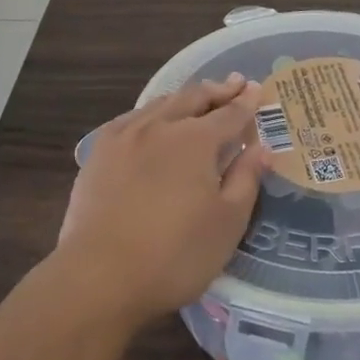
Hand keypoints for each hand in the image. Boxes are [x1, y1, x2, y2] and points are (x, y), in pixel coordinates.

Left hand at [53, 73, 270, 327]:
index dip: (246, 102)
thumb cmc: (175, 255)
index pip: (229, 114)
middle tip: (234, 84)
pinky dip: (151, 112)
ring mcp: (125, 136)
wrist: (99, 276)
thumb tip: (261, 147)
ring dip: (185, 97)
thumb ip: (246, 179)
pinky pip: (131, 118)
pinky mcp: (99, 153)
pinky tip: (150, 121)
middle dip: (217, 90)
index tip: (256, 89)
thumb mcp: (227, 223)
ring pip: (160, 103)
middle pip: (193, 98)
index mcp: (196, 140)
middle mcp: (160, 125)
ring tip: (197, 97)